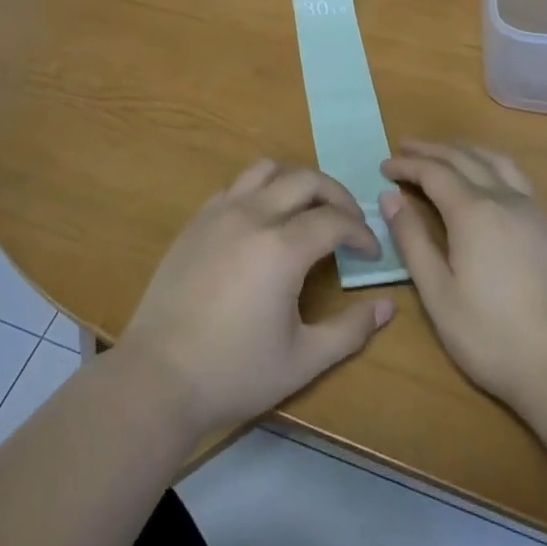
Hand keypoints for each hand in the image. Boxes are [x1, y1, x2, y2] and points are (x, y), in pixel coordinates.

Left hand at [117, 160, 395, 438]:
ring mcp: (219, 212)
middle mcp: (252, 215)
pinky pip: (236, 186)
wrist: (159, 375)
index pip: (334, 219)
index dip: (360, 232)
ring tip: (309, 210)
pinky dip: (261, 190)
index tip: (371, 253)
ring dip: (296, 182)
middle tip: (349, 223)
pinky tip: (264, 221)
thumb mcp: (303, 360)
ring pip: (267, 170)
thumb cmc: (234, 371)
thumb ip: (350, 330)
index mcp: (281, 247)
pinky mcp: (197, 220)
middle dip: (337, 195)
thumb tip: (387, 305)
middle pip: (305, 179)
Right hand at [380, 141, 546, 416]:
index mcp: (473, 212)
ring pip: (497, 162)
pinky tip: (488, 182)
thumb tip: (390, 198)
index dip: (407, 165)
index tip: (384, 166)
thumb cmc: (493, 335)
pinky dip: (492, 166)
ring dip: (466, 151)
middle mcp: (505, 200)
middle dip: (432, 150)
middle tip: (406, 147)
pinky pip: (517, 178)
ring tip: (446, 153)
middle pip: (464, 159)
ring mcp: (534, 212)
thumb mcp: (438, 293)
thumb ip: (413, 241)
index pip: (434, 173)